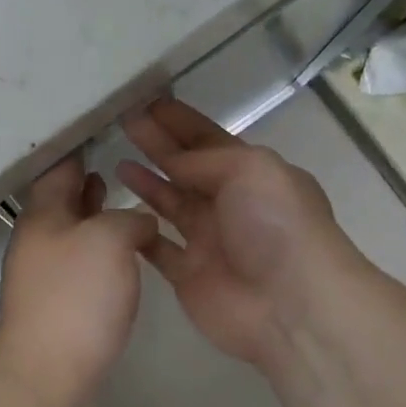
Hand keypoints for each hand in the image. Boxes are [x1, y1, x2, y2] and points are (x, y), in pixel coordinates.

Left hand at [0, 156, 158, 406]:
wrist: (47, 374)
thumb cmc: (76, 297)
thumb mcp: (110, 241)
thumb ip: (129, 219)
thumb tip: (139, 223)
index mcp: (43, 215)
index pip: (59, 167)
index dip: (79, 146)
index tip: (102, 128)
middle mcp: (38, 239)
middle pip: (62, 198)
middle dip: (86, 180)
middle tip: (114, 158)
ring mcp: (44, 274)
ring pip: (72, 230)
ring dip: (94, 213)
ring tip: (118, 197)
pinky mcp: (57, 303)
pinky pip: (80, 261)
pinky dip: (99, 247)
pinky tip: (122, 253)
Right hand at [118, 99, 348, 367]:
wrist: (290, 304)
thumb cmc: (276, 225)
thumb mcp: (250, 169)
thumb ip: (206, 159)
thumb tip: (172, 162)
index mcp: (253, 173)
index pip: (210, 139)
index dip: (180, 122)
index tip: (147, 102)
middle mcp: (231, 203)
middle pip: (187, 168)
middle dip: (158, 144)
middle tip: (123, 122)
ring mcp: (209, 240)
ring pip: (171, 204)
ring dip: (147, 182)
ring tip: (115, 160)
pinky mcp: (189, 275)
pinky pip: (158, 247)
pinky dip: (139, 231)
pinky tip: (115, 213)